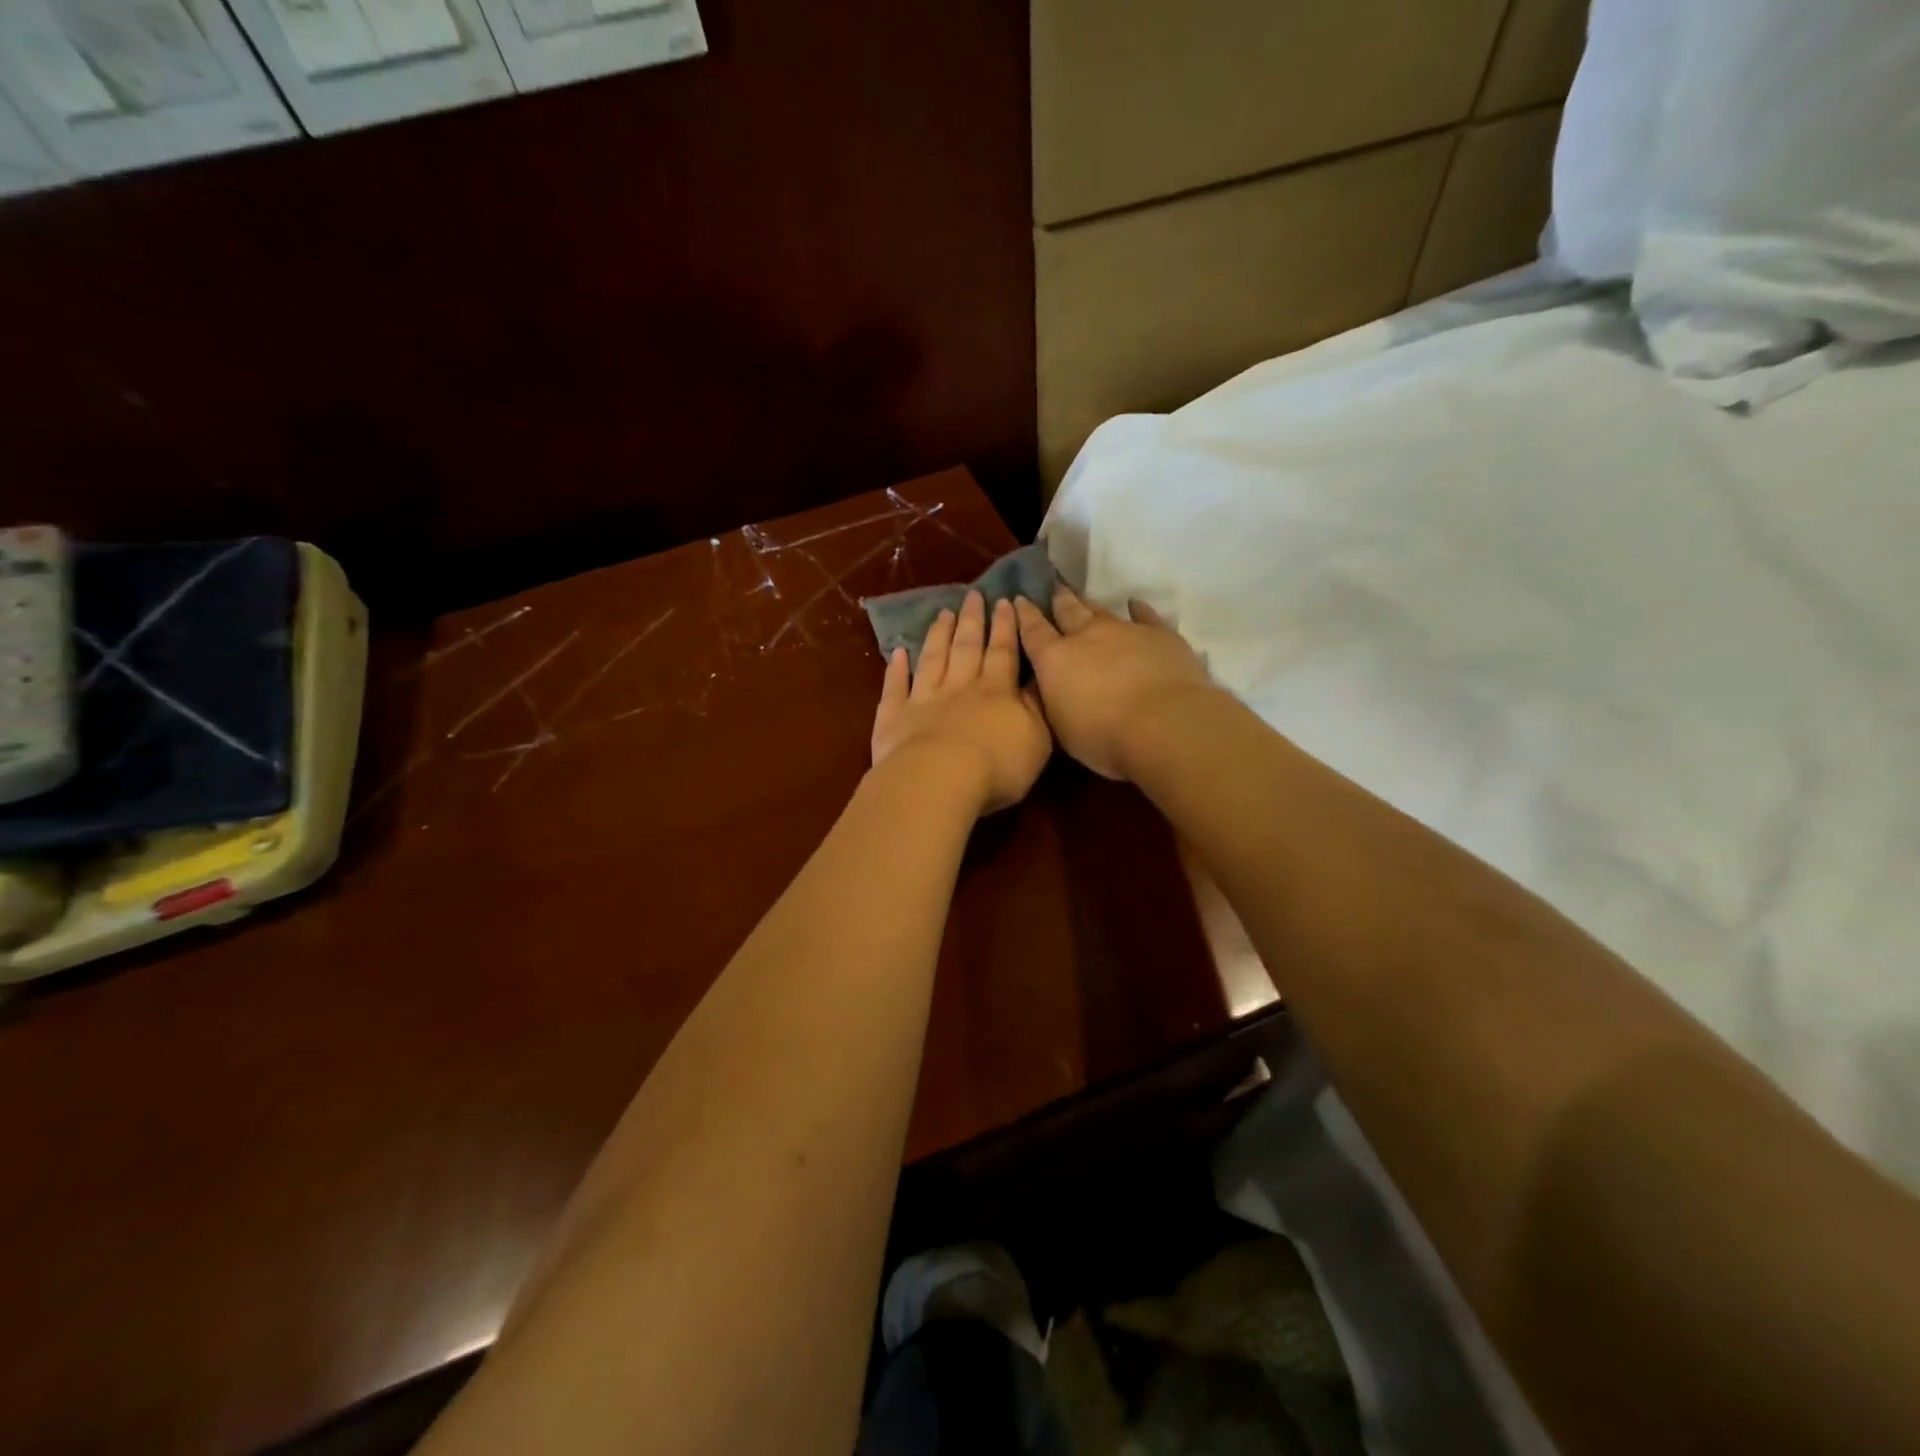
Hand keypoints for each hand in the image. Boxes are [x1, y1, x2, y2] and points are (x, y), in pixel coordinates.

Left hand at [871, 591, 1051, 814]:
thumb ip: (1036, 709)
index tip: (1005, 601)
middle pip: (966, 647)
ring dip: (938, 635)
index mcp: (996, 690)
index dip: (1005, 626)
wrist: (939, 779)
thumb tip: (1036, 683)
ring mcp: (923, 699)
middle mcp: (959, 686)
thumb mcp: (1036, 740)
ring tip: (942, 613)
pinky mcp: (895, 717)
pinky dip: (895, 669)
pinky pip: (896, 687)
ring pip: (932, 659)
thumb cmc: (996, 765)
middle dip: (972, 620)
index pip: (1003, 651)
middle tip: (972, 595)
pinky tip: (897, 653)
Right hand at [1014, 586, 1213, 780]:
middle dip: (1058, 600)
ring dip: (1090, 603)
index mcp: (1055, 660)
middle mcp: (1087, 636)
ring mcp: (1125, 631)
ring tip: (1082, 596)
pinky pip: (1146, 616)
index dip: (1025, 614)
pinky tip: (1135, 604)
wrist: (1163, 725)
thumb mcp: (1060, 727)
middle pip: (1068, 611)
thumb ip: (1052, 701)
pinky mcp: (1159, 635)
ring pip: (1102, 610)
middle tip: (1053, 588)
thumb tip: (1049, 687)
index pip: (1033, 631)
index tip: (1018, 599)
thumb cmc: (1103, 736)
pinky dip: (1138, 609)